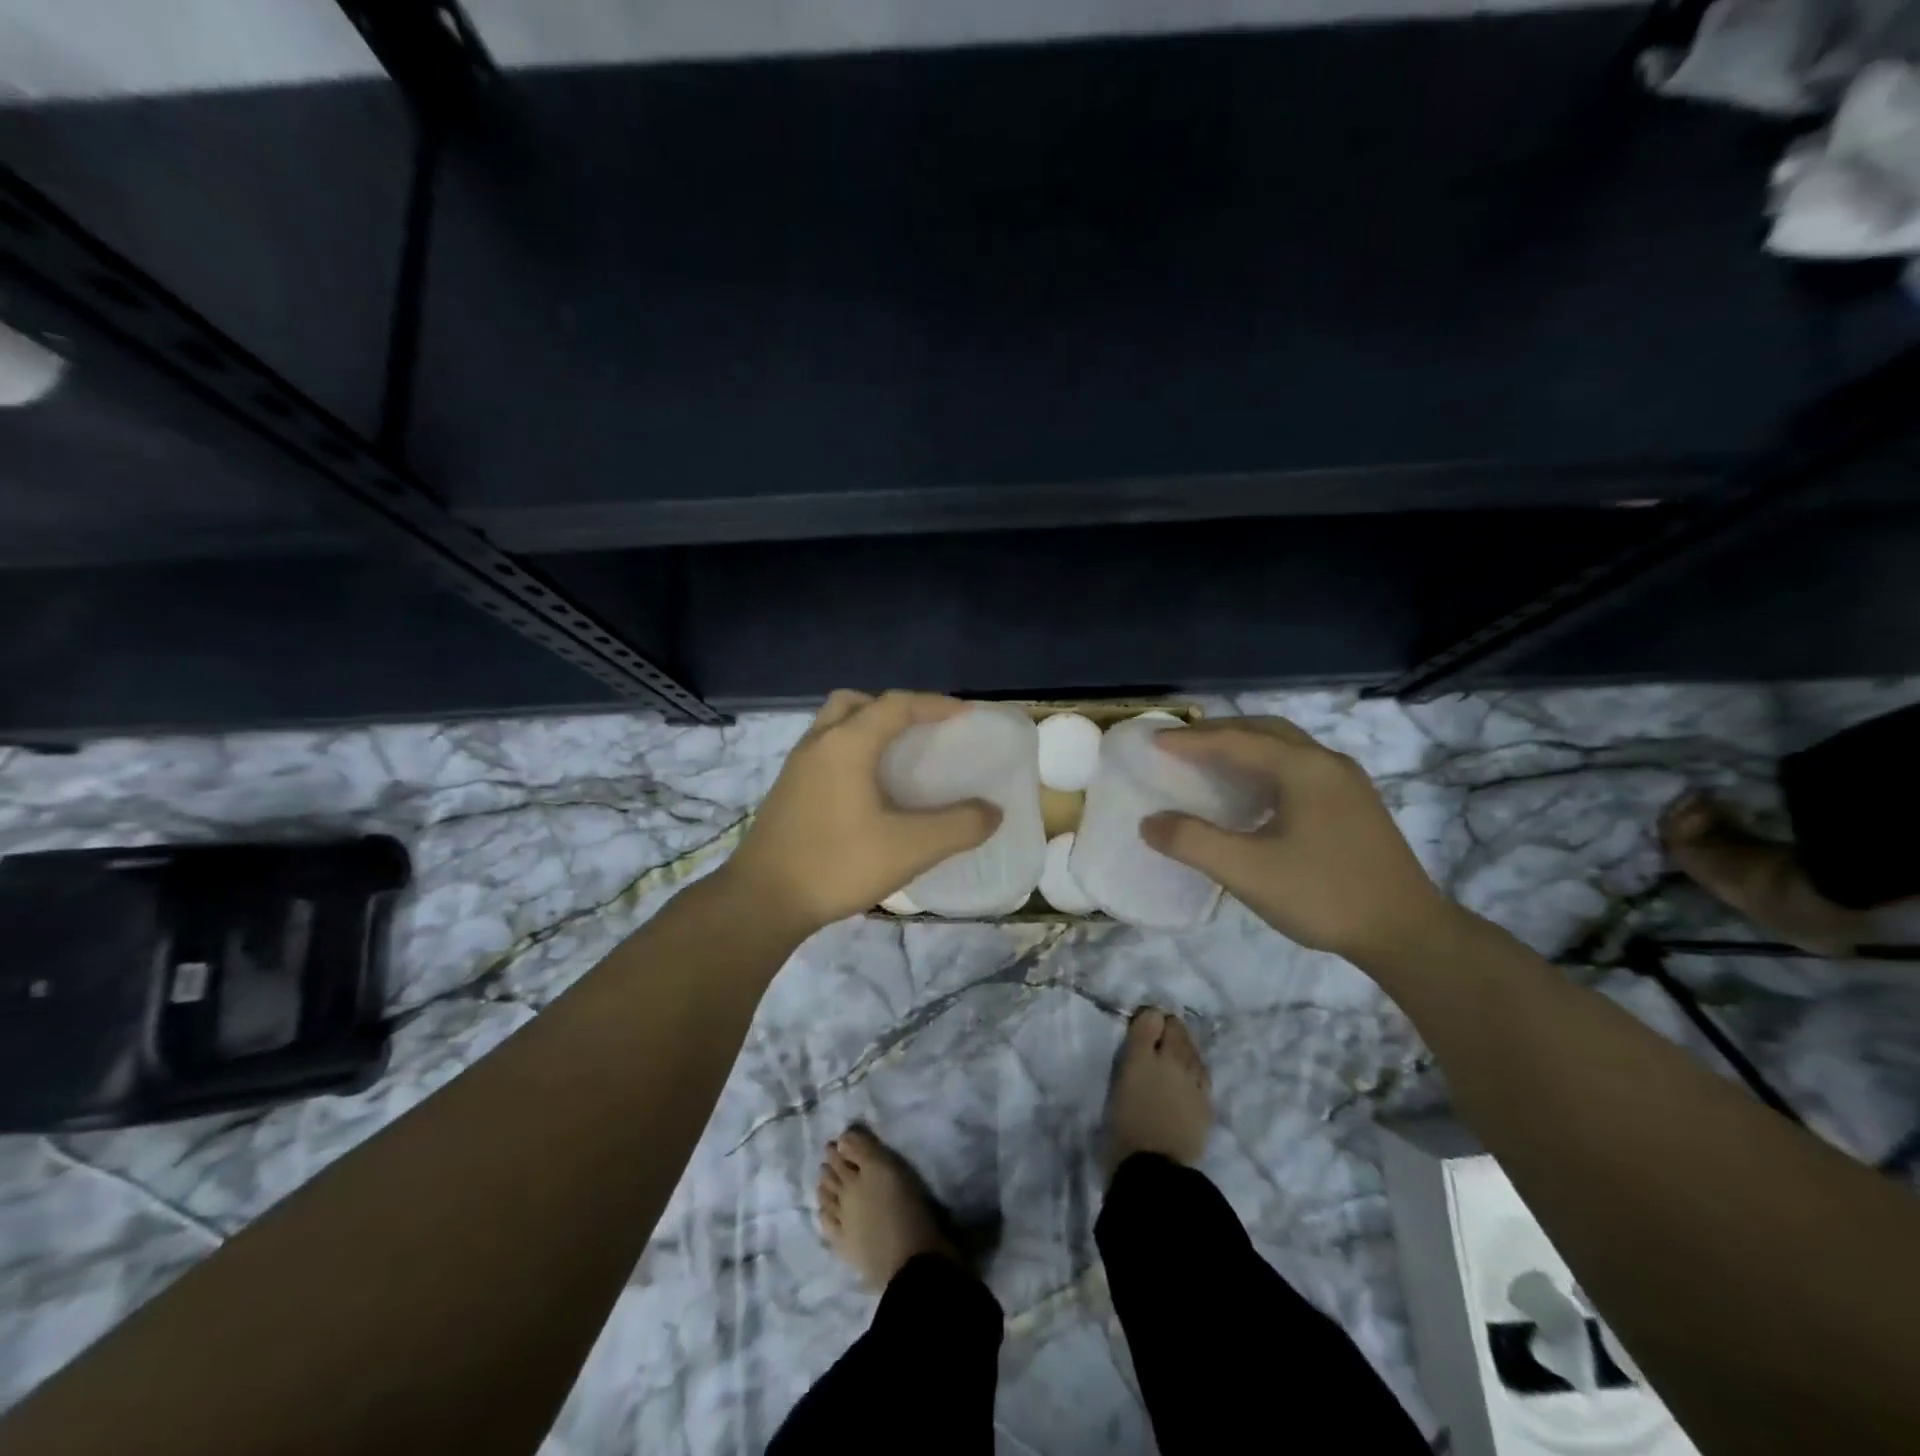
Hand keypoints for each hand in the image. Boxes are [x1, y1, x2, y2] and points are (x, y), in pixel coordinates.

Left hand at [724, 690, 1001, 935]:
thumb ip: (958, 826)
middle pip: (857, 703)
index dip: (934, 704)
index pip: (896, 705)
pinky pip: (824, 749)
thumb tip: (991, 811)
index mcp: (847, 744)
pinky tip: (866, 790)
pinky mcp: (786, 790)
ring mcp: (796, 766)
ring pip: (834, 724)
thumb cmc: (837, 864)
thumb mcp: (910, 848)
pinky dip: (850, 750)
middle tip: (921, 731)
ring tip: (896, 758)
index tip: (965, 715)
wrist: (761, 900)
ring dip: (867, 727)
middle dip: (893, 708)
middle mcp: (818, 743)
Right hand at [1141, 717, 1459, 963]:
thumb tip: (1151, 821)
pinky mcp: (1354, 804)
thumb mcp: (1248, 872)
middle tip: (1178, 744)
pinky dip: (1264, 765)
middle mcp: (1327, 763)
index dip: (1190, 741)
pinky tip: (1251, 792)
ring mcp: (1346, 782)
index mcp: (1303, 769)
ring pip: (1285, 747)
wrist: (1407, 933)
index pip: (1235, 741)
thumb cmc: (1324, 896)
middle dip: (1218, 732)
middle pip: (1264, 731)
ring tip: (1207, 760)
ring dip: (1243, 746)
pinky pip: (1298, 767)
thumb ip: (1193, 842)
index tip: (1153, 741)